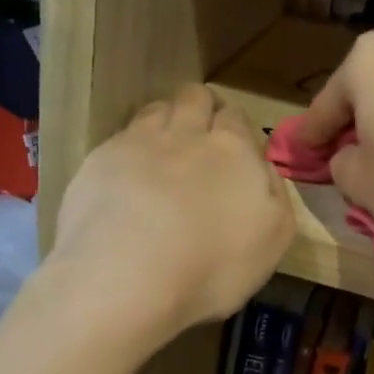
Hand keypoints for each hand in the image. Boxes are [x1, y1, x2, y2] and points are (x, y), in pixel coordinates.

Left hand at [48, 85, 294, 338]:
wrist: (127, 276)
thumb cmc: (213, 264)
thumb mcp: (274, 238)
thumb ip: (275, 194)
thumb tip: (263, 168)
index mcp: (233, 149)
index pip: (237, 117)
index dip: (236, 129)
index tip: (234, 151)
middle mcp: (187, 133)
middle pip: (195, 98)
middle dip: (201, 109)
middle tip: (200, 140)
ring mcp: (138, 142)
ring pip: (156, 109)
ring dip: (164, 120)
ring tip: (163, 152)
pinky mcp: (99, 161)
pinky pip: (120, 138)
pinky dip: (129, 150)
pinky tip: (128, 177)